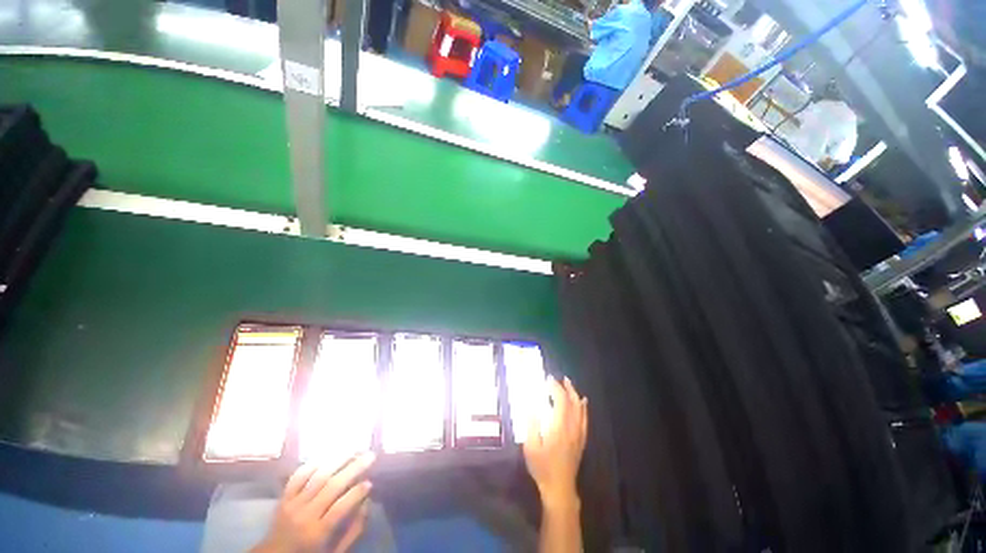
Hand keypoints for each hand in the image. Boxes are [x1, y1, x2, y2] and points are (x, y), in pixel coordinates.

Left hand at [253, 453, 375, 552]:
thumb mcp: (335, 552)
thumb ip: (353, 531)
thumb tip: (367, 503)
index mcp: (317, 533)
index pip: (340, 508)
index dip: (356, 493)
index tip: (370, 482)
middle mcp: (304, 515)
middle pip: (331, 487)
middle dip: (353, 469)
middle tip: (370, 455)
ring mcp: (292, 504)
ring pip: (317, 476)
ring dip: (338, 460)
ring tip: (354, 449)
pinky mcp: (283, 497)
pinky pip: (298, 476)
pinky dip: (313, 463)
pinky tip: (328, 455)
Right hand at [522, 376, 587, 508]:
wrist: (559, 489)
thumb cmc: (542, 467)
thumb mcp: (531, 447)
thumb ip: (532, 424)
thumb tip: (530, 404)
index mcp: (559, 427)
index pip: (560, 401)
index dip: (555, 388)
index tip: (547, 379)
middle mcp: (572, 427)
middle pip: (572, 402)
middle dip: (566, 388)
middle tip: (559, 378)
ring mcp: (578, 434)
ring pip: (580, 409)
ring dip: (574, 394)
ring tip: (569, 384)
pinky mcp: (581, 440)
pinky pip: (585, 420)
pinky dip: (584, 408)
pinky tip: (583, 402)